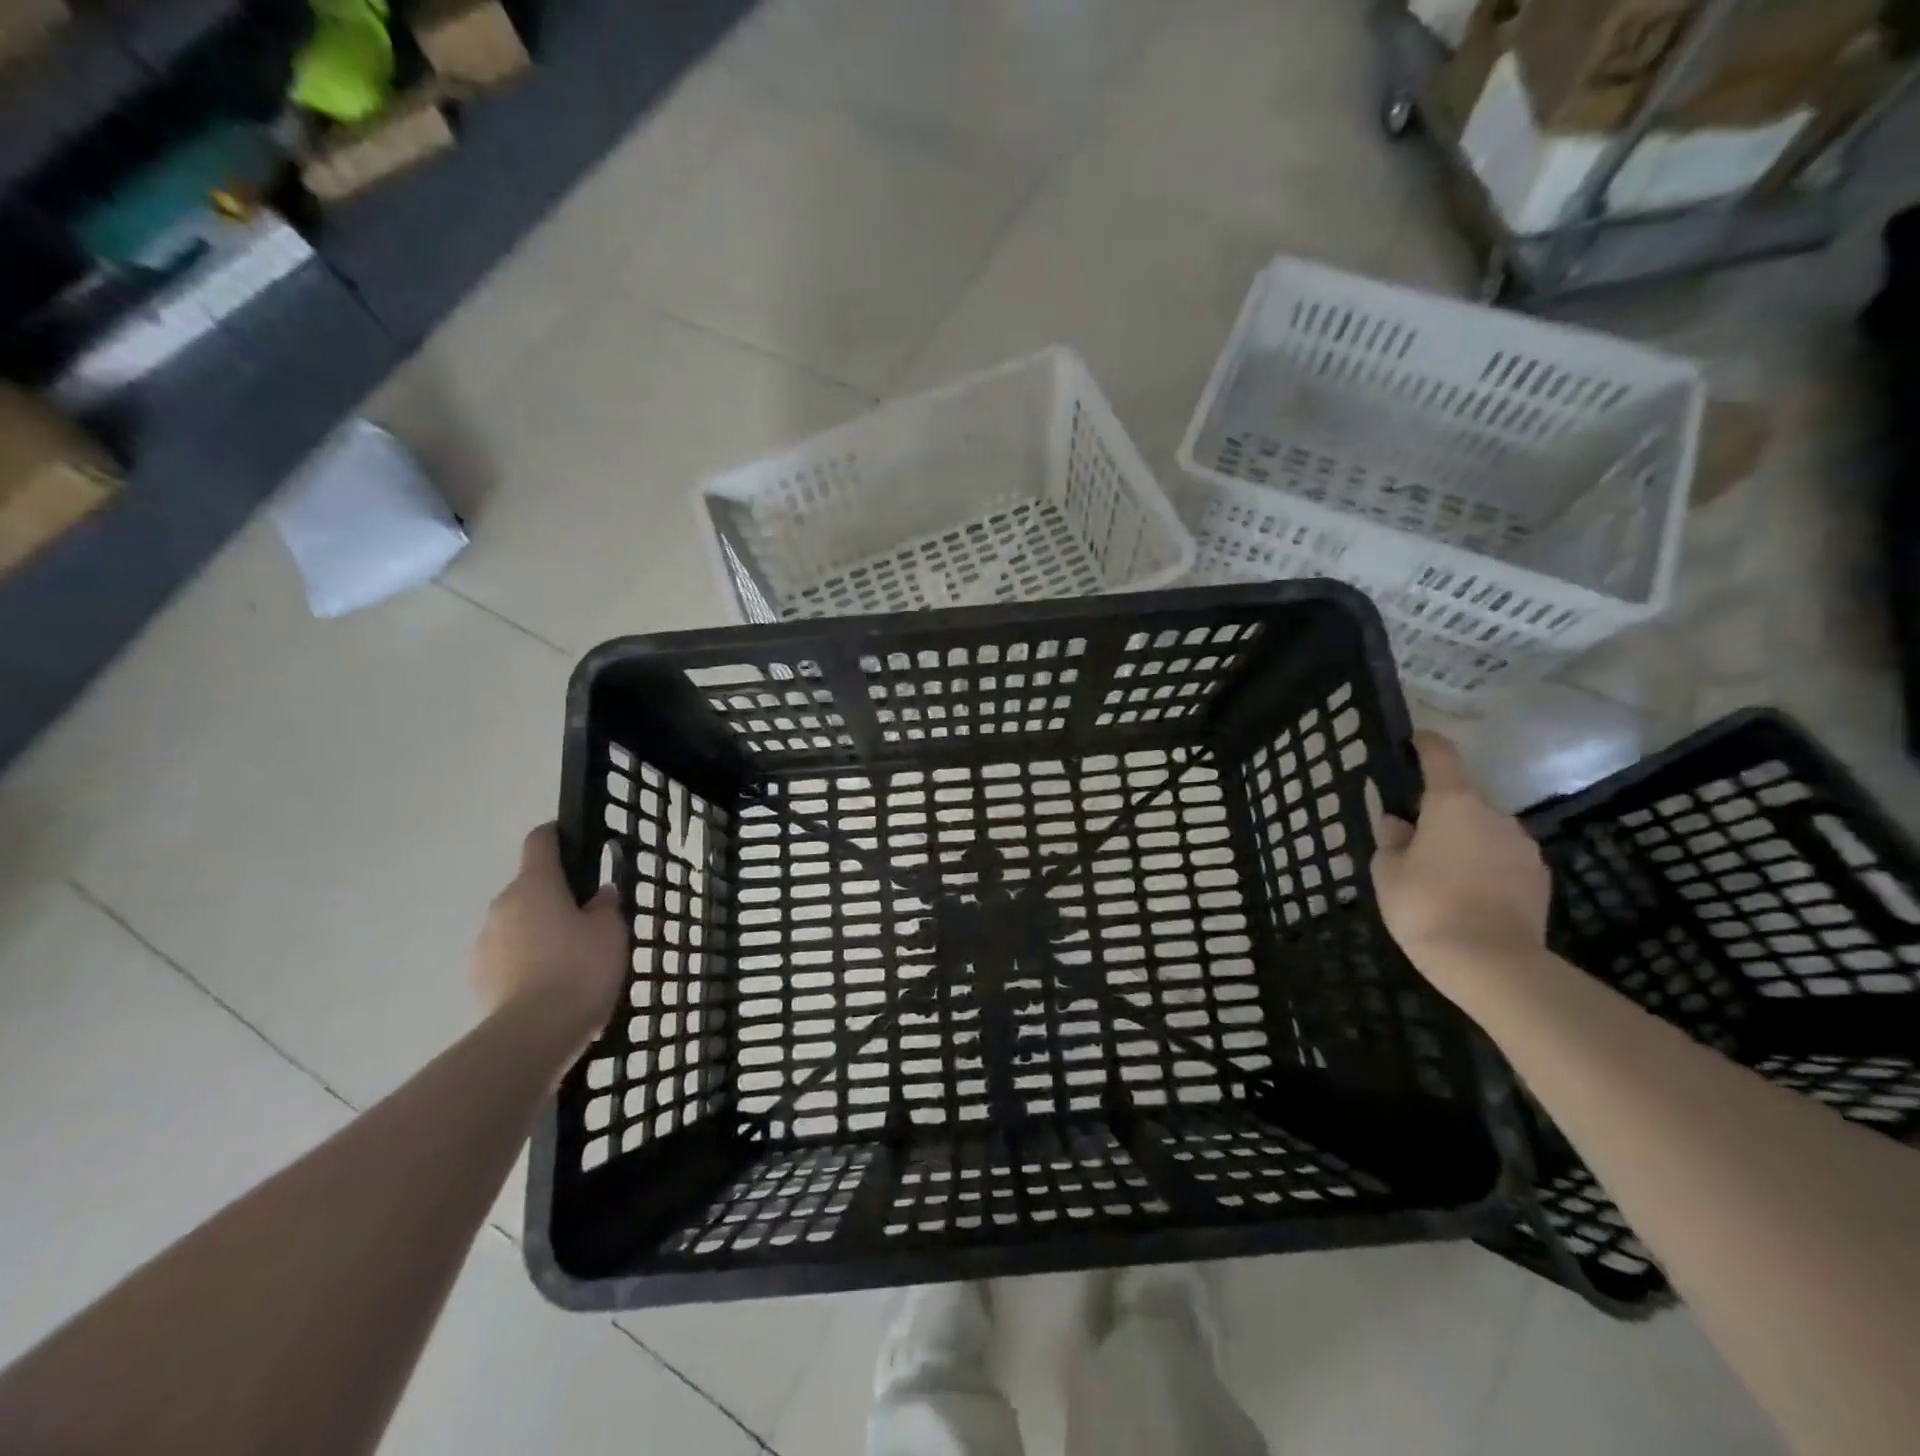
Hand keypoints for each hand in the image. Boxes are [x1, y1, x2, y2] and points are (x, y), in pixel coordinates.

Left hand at [472, 824, 625, 1051]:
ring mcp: (484, 943)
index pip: (540, 841)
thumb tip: (598, 895)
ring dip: (540, 933)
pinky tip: (553, 986)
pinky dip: (528, 963)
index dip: (557, 835)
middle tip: (589, 919)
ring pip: (518, 925)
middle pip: (530, 888)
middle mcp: (503, 905)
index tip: (575, 842)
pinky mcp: (478, 979)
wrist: (532, 1034)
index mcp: (536, 884)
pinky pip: (509, 958)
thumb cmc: (579, 968)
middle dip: (556, 898)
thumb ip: (606, 907)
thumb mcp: (611, 932)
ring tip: (572, 960)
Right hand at [1372, 732, 1551, 1005]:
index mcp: (1453, 804)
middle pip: (1462, 802)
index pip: (1441, 758)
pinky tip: (1468, 896)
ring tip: (1441, 877)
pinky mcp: (1540, 879)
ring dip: (1464, 843)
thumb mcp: (1387, 871)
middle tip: (1414, 843)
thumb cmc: (1425, 906)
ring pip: (1484, 833)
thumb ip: (1391, 840)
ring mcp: (1523, 847)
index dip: (1427, 745)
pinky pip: (1503, 861)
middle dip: (1439, 816)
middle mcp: (1495, 816)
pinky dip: (1485, 868)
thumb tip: (1397, 824)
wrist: (1491, 963)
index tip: (1416, 740)